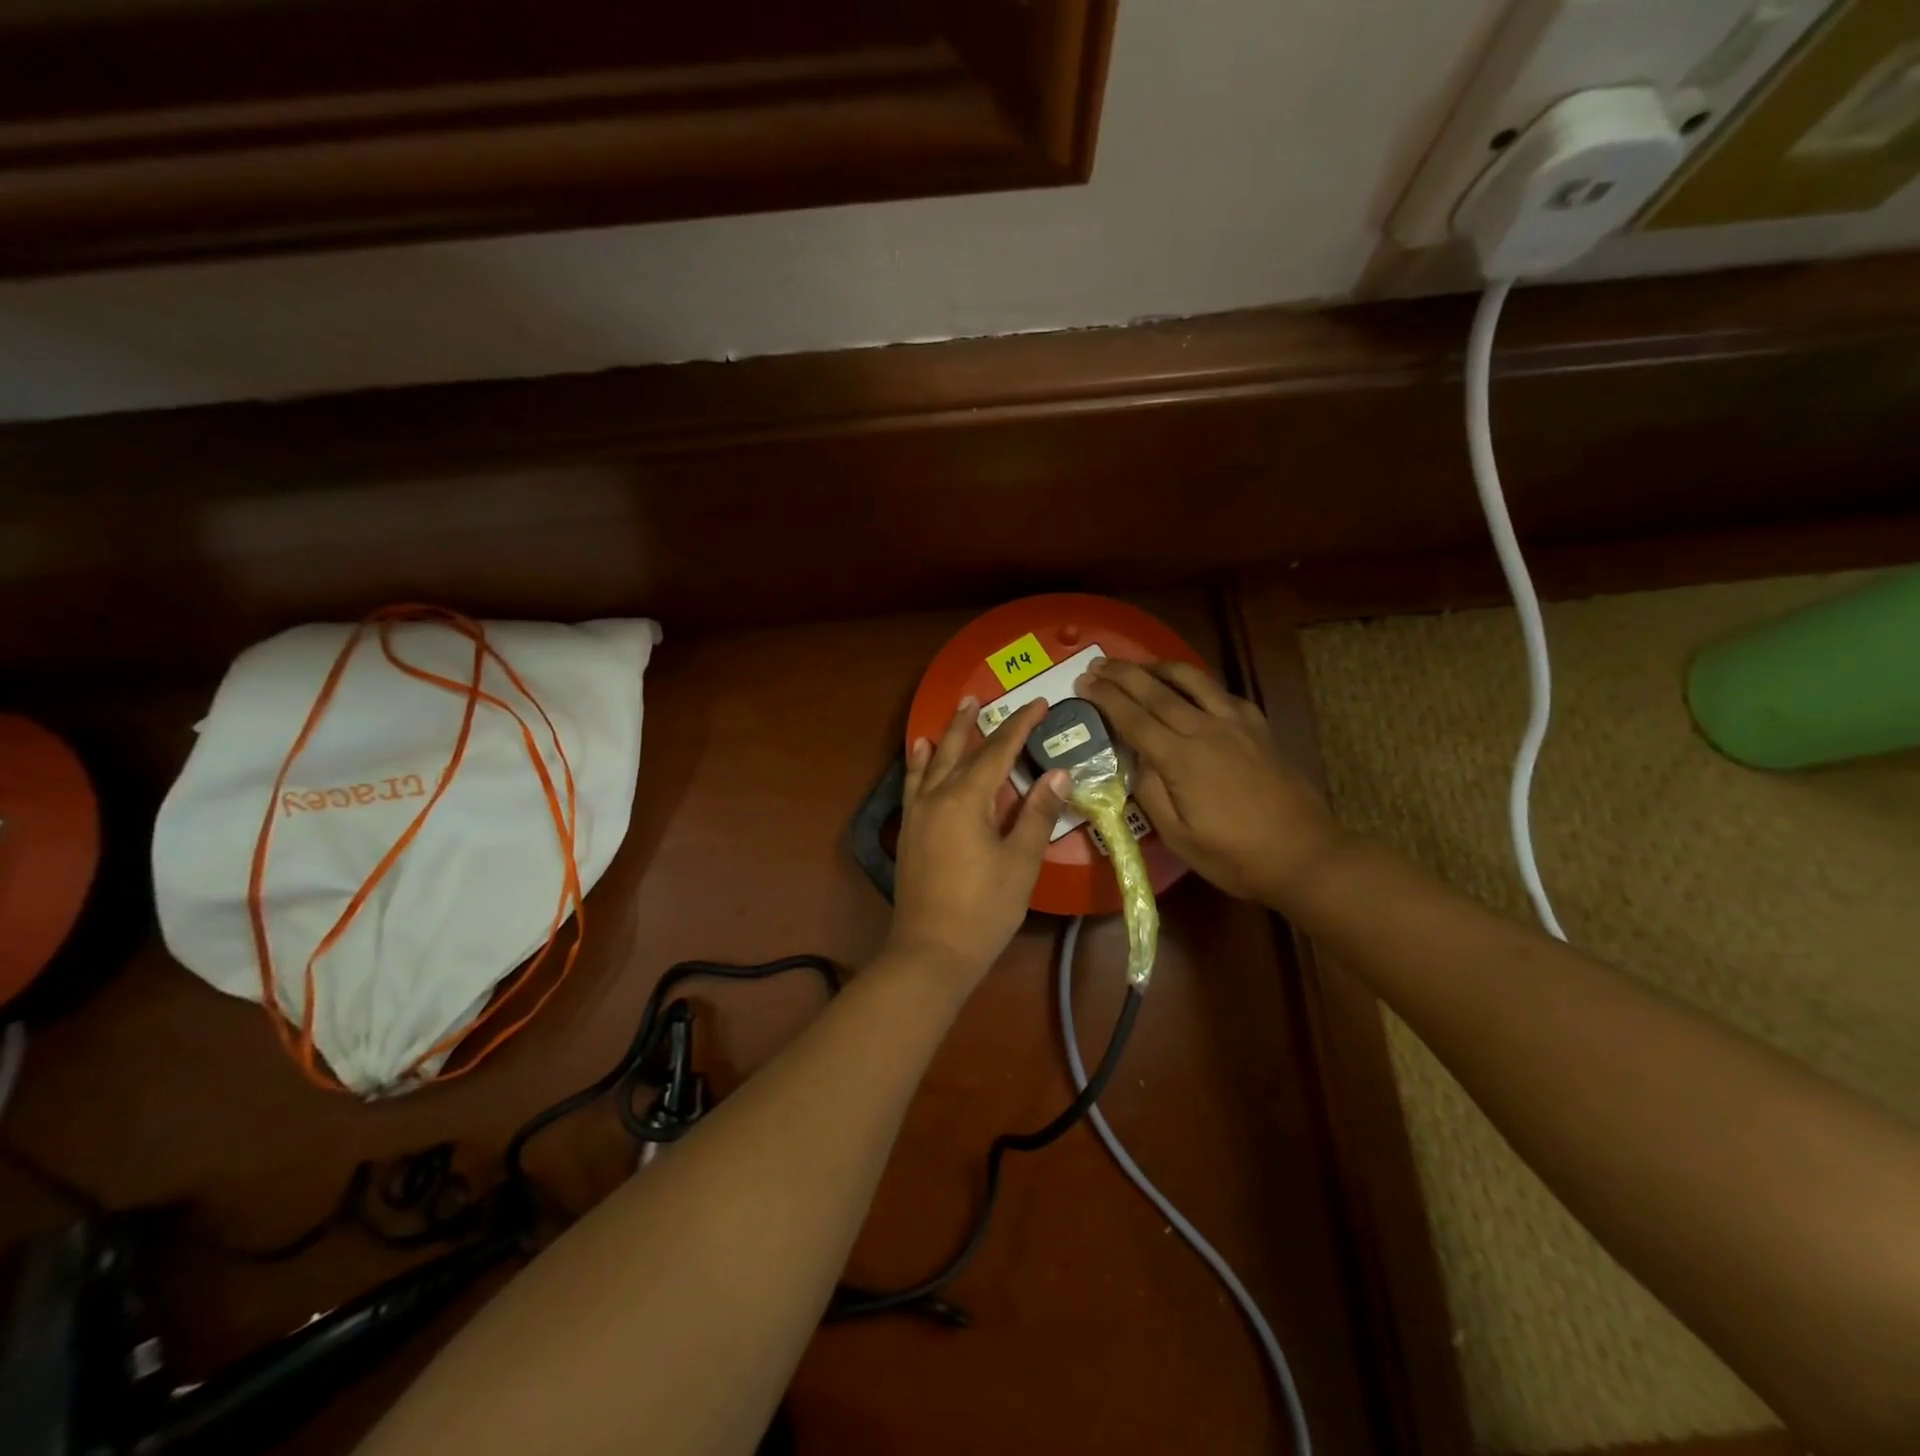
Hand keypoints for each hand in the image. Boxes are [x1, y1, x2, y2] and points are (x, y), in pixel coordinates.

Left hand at [882, 697, 1068, 994]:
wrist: (931, 951)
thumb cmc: (984, 909)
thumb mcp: (1020, 862)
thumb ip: (1037, 814)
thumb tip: (1058, 773)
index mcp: (967, 798)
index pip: (998, 751)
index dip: (1020, 726)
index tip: (1039, 704)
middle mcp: (937, 796)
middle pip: (957, 749)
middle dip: (973, 723)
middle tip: (980, 698)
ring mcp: (918, 813)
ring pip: (932, 762)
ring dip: (944, 736)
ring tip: (954, 713)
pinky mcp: (909, 831)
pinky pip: (913, 783)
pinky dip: (919, 764)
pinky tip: (919, 754)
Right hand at [1076, 658, 1342, 908]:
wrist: (1304, 854)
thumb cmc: (1234, 856)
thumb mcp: (1178, 837)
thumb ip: (1149, 792)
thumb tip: (1135, 759)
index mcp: (1181, 759)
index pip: (1133, 718)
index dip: (1105, 698)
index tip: (1083, 683)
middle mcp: (1206, 730)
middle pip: (1157, 691)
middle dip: (1123, 674)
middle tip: (1097, 665)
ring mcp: (1236, 724)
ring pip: (1193, 680)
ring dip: (1160, 667)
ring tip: (1138, 665)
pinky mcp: (1258, 728)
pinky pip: (1222, 692)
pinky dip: (1197, 683)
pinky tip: (1190, 688)